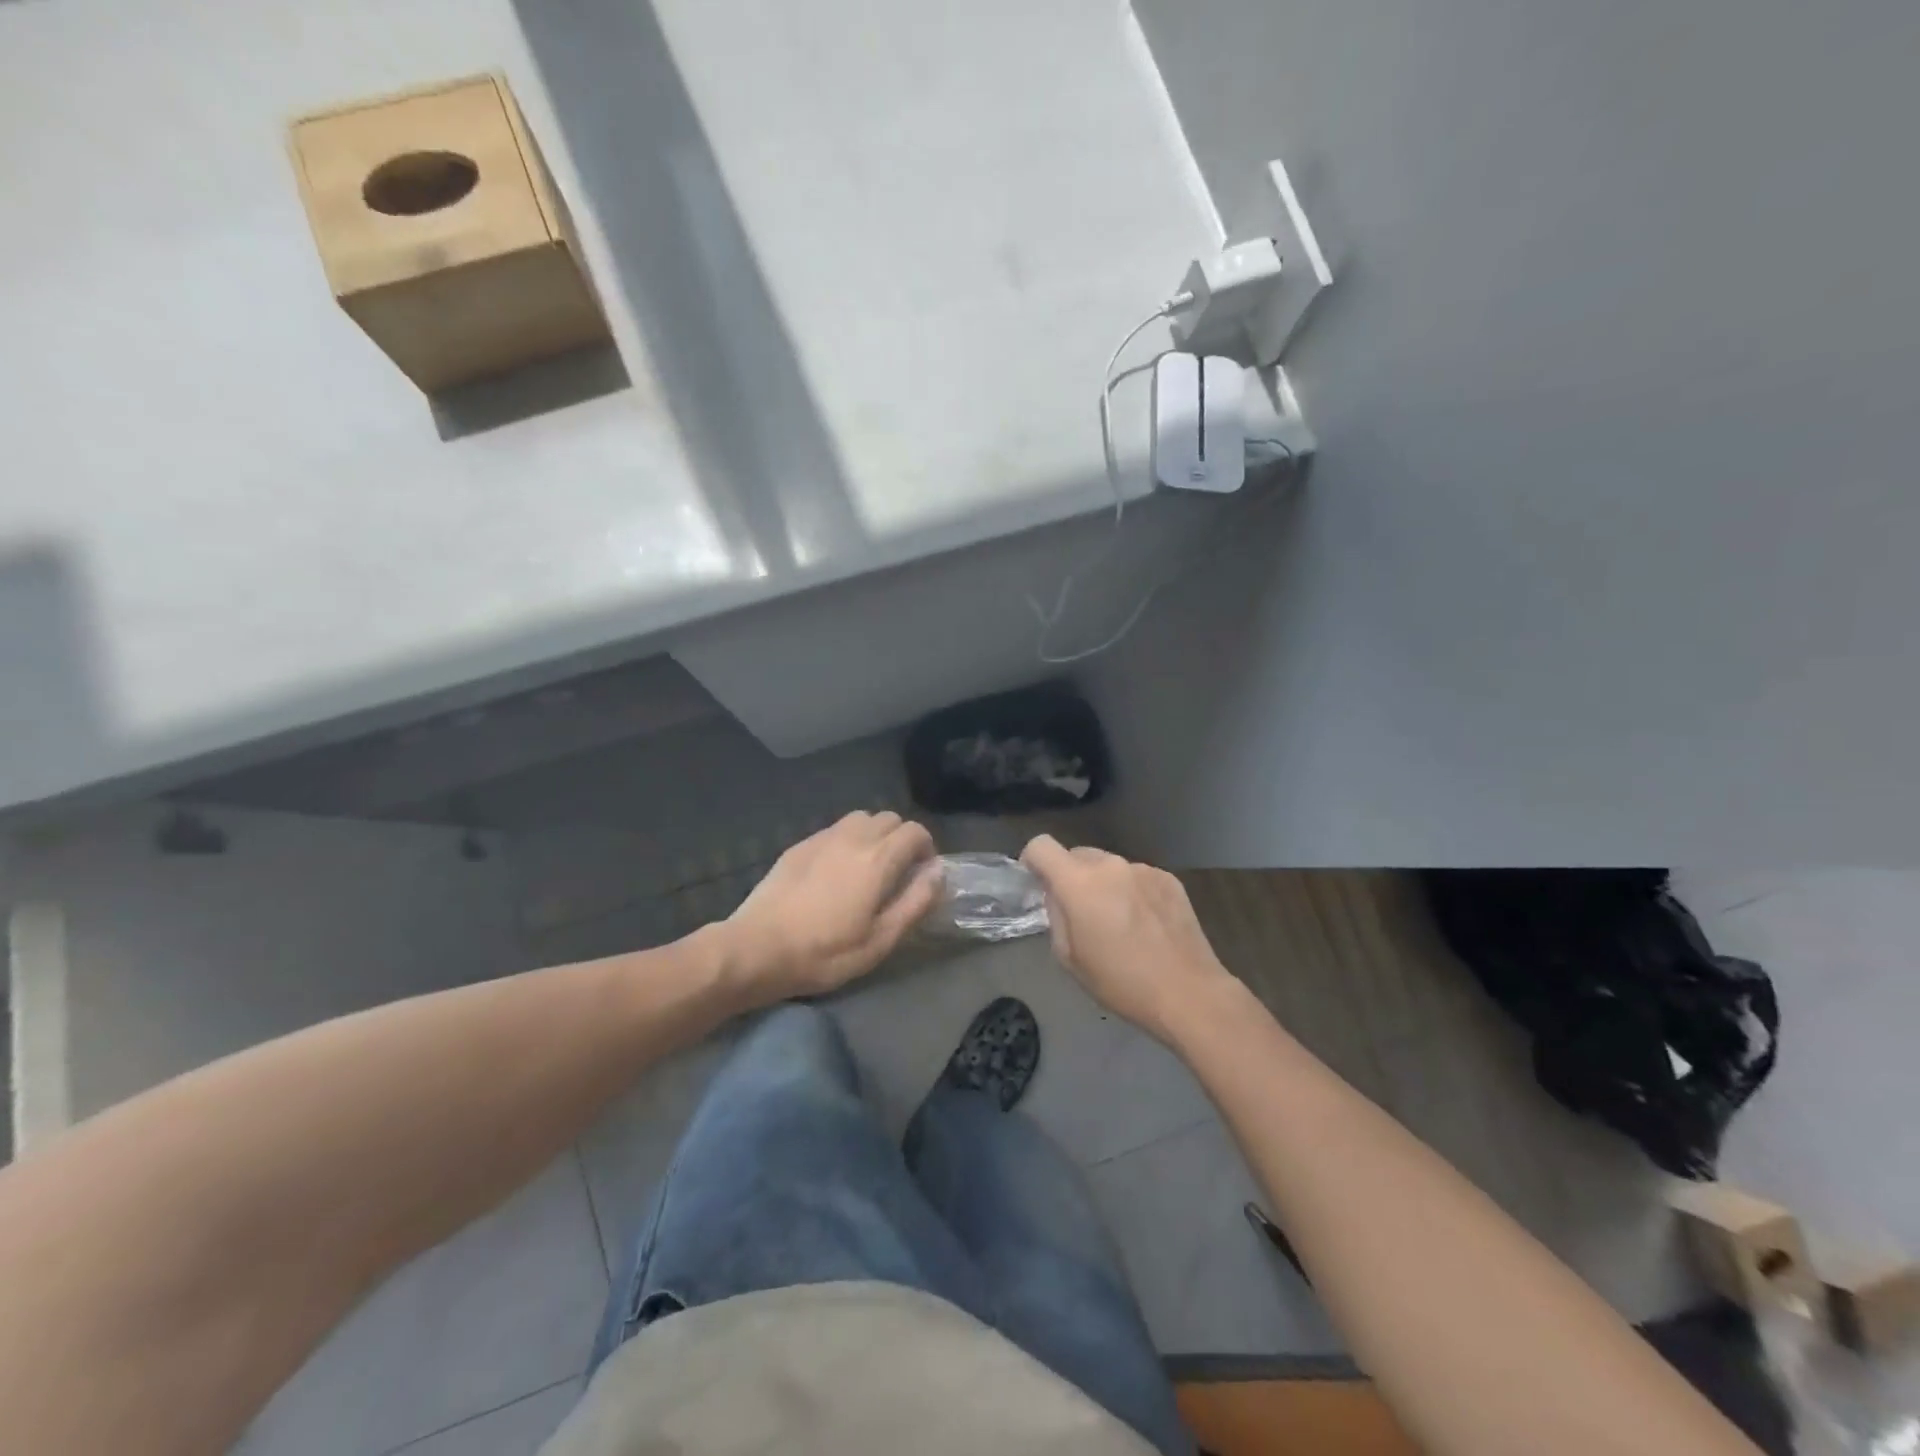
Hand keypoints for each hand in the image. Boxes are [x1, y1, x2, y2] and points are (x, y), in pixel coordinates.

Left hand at [721, 811, 941, 1003]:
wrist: (757, 948)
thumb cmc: (825, 952)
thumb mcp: (881, 940)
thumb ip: (916, 901)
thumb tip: (938, 871)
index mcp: (878, 858)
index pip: (915, 831)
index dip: (926, 849)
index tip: (921, 875)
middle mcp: (853, 837)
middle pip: (889, 818)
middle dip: (901, 839)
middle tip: (897, 873)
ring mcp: (822, 838)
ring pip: (861, 818)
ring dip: (874, 835)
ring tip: (868, 868)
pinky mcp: (799, 845)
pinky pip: (834, 830)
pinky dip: (847, 840)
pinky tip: (835, 872)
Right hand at [1020, 835, 1232, 1042]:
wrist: (1189, 993)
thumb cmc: (1121, 982)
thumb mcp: (1069, 958)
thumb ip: (1056, 916)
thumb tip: (1058, 897)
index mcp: (1079, 883)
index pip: (1041, 845)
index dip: (1032, 860)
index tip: (1036, 882)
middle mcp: (1110, 865)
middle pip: (1077, 855)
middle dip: (1071, 877)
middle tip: (1080, 913)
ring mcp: (1143, 869)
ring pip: (1109, 867)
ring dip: (1104, 885)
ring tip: (1119, 922)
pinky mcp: (1169, 879)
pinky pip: (1136, 877)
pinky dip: (1132, 892)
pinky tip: (1146, 924)